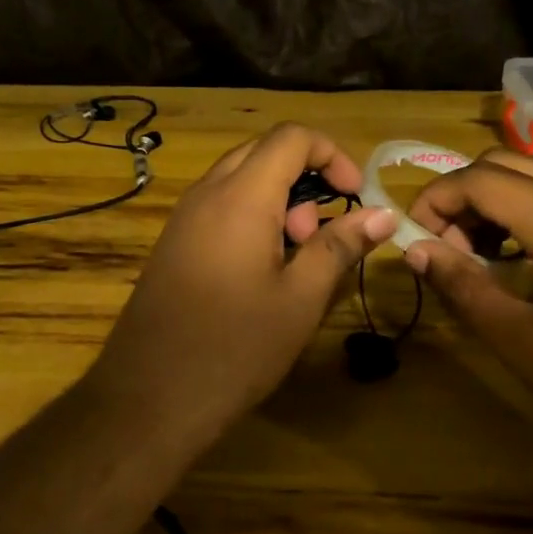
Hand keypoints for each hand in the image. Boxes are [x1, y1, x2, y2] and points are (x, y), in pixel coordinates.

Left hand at [93, 125, 397, 421]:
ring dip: (278, 200)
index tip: (356, 196)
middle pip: (263, 152)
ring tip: (294, 258)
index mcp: (240, 196)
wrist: (149, 396)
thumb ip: (340, 246)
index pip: (291, 137)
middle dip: (304, 178)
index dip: (332, 155)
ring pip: (239, 179)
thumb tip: (384, 214)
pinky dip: (251, 217)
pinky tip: (261, 271)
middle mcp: (206, 193)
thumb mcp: (300, 298)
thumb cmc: (235, 348)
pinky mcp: (173, 243)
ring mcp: (184, 217)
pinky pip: (219, 206)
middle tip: (319, 233)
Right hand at [405, 150, 532, 486]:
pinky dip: (530, 210)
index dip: (434, 200)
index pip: (479, 178)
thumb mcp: (521, 342)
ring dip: (496, 200)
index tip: (414, 241)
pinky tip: (526, 260)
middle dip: (463, 194)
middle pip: (506, 163)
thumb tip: (415, 250)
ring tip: (480, 256)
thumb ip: (463, 286)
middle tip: (446, 248)